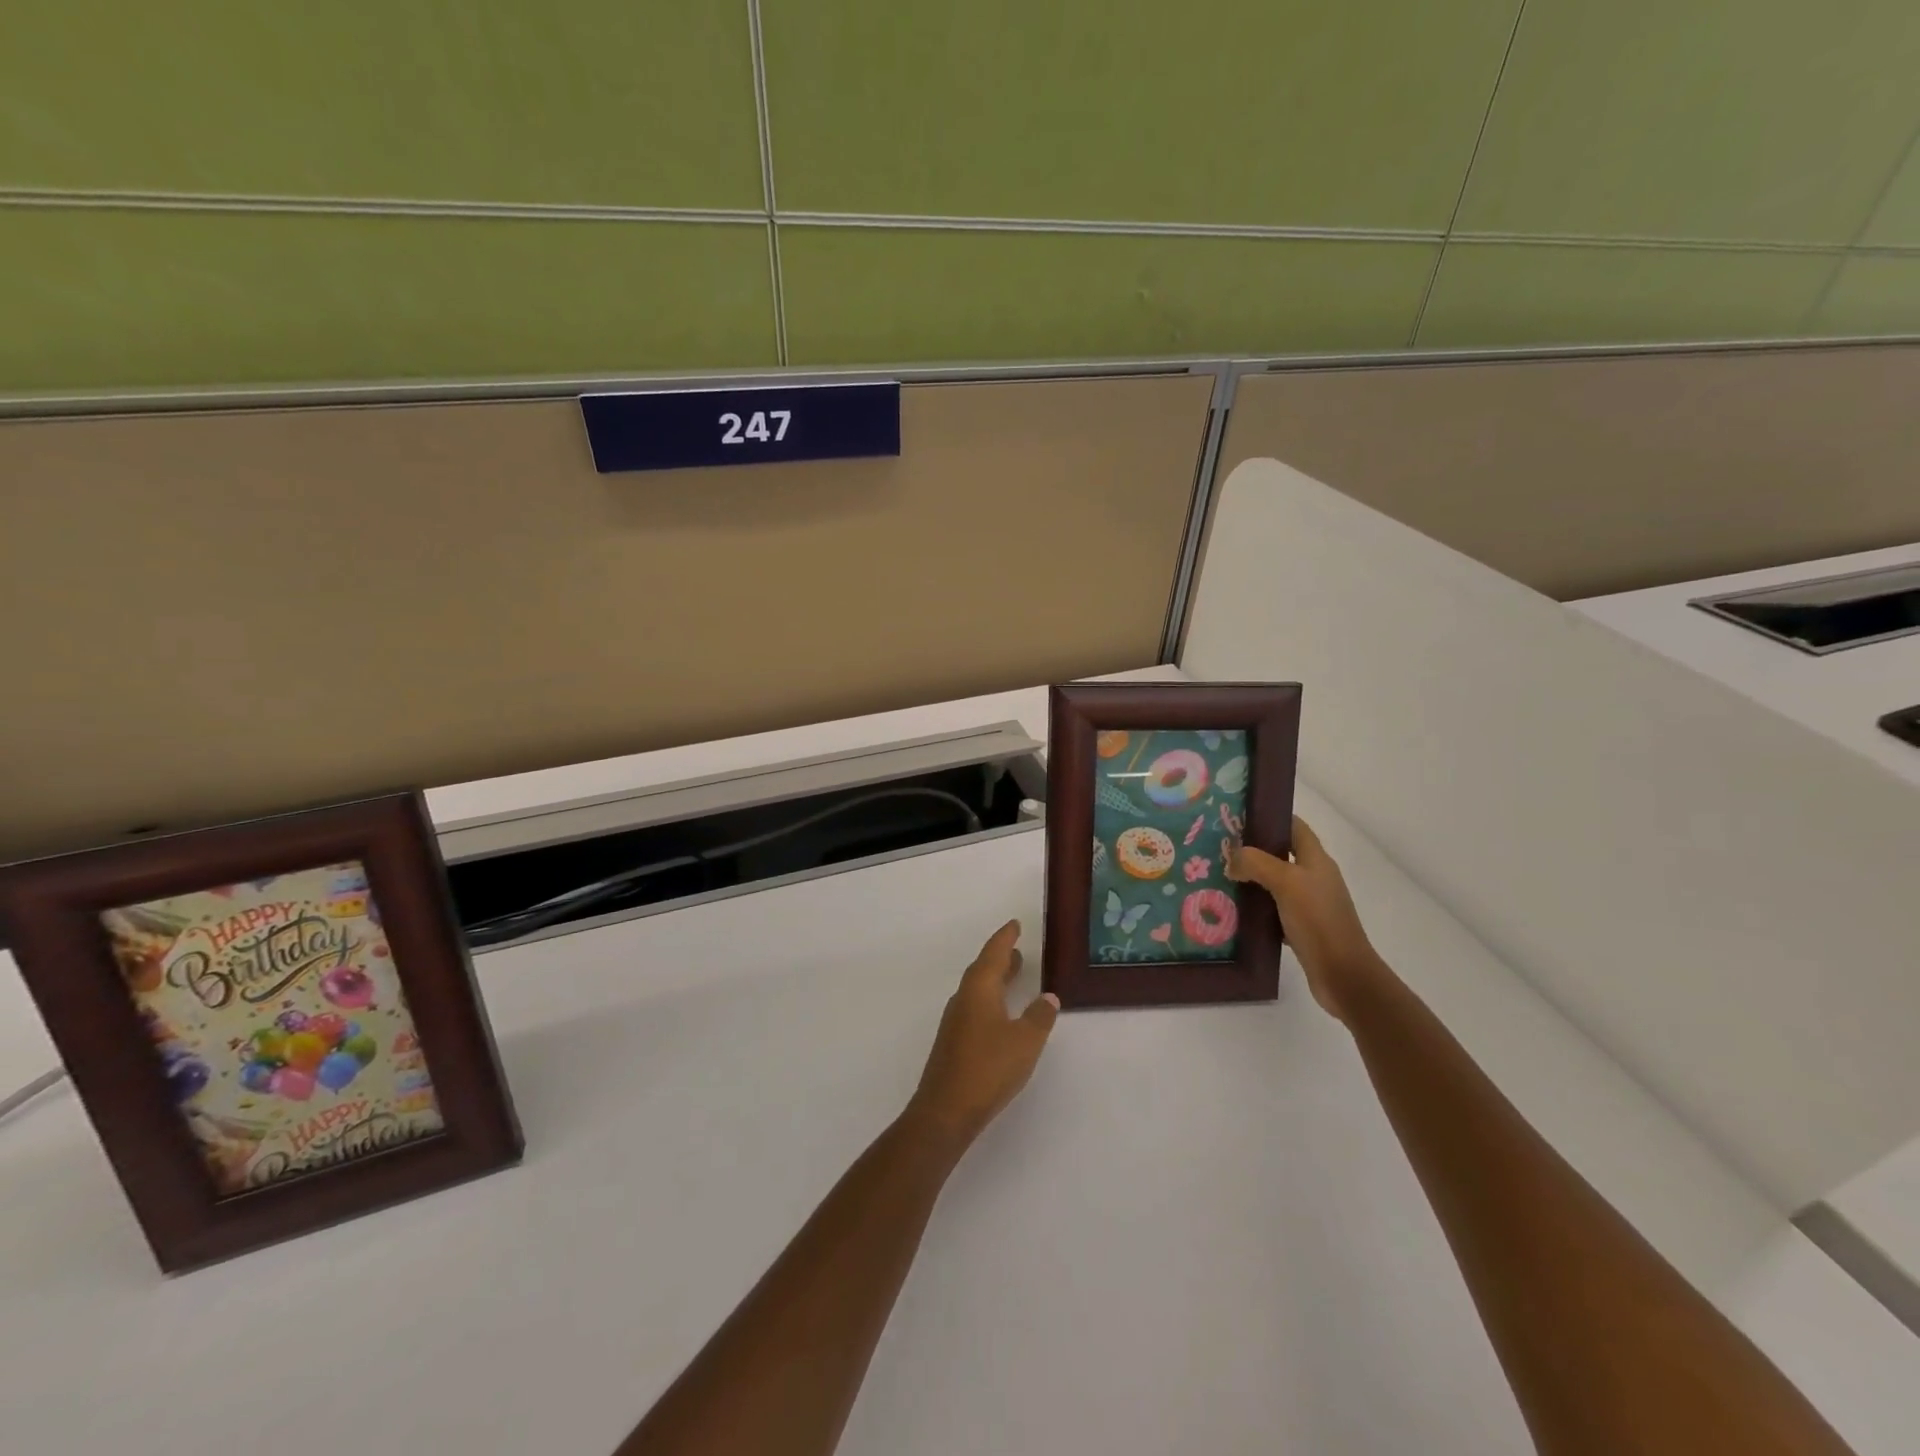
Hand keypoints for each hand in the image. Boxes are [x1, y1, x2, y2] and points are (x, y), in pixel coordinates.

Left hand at [905, 920, 1058, 1151]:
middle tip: (1017, 949)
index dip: (1005, 938)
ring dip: (995, 979)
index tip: (1014, 924)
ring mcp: (955, 1021)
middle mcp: (964, 998)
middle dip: (1000, 958)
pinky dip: (990, 999)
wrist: (946, 1110)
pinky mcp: (953, 1042)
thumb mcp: (1025, 1041)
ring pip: (977, 989)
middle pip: (982, 969)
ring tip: (1013, 975)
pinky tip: (1001, 1014)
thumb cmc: (988, 1068)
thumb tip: (1048, 997)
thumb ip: (1039, 1017)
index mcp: (979, 989)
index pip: (993, 953)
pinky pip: (974, 1007)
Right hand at [1229, 817, 1381, 1022]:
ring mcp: (1309, 904)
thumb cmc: (1318, 921)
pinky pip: (1272, 910)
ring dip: (1250, 880)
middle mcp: (1314, 878)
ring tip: (1218, 877)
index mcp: (1316, 860)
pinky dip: (1255, 908)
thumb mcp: (1286, 883)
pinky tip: (1233, 911)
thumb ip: (1256, 863)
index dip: (1270, 818)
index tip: (1237, 817)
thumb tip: (1231, 859)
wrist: (1343, 975)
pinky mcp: (1301, 928)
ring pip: (1274, 883)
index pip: (1294, 827)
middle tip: (1219, 849)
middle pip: (1280, 854)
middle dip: (1252, 850)